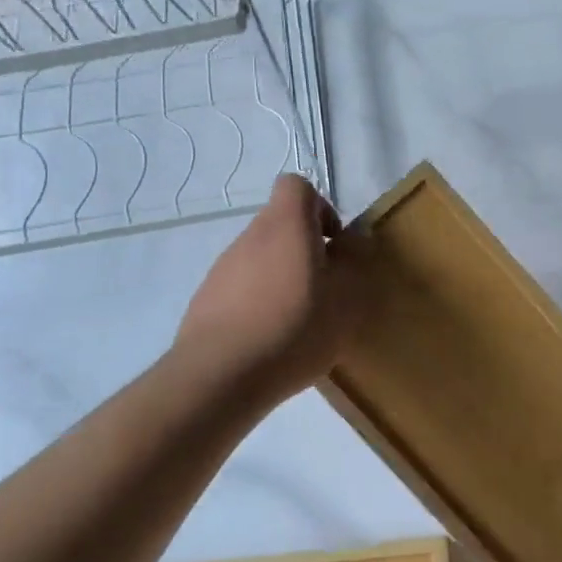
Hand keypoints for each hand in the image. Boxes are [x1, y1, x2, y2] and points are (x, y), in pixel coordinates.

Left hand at [175, 174, 360, 402]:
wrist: (219, 375)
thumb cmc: (294, 328)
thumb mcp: (346, 299)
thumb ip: (355, 263)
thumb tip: (355, 240)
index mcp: (286, 225)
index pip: (297, 186)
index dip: (320, 207)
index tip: (333, 244)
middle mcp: (250, 236)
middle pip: (280, 224)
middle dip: (305, 250)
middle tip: (324, 289)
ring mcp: (223, 267)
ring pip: (261, 258)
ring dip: (282, 278)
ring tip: (298, 322)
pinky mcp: (206, 299)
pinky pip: (241, 288)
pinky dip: (258, 303)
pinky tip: (269, 340)